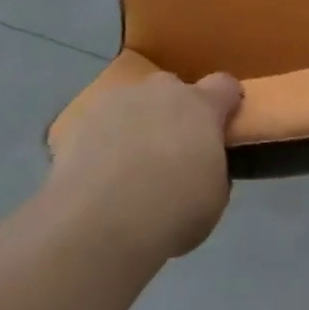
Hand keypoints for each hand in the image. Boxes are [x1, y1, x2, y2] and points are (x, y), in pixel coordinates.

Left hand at [47, 72, 242, 258]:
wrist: (98, 223)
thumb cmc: (171, 212)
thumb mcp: (214, 198)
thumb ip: (213, 169)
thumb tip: (201, 165)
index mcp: (201, 106)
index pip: (225, 86)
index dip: (227, 103)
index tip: (224, 124)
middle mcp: (161, 91)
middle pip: (174, 90)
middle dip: (176, 114)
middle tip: (171, 154)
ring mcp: (119, 100)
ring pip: (135, 104)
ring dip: (138, 125)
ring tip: (128, 169)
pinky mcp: (82, 118)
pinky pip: (101, 124)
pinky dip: (104, 141)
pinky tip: (97, 176)